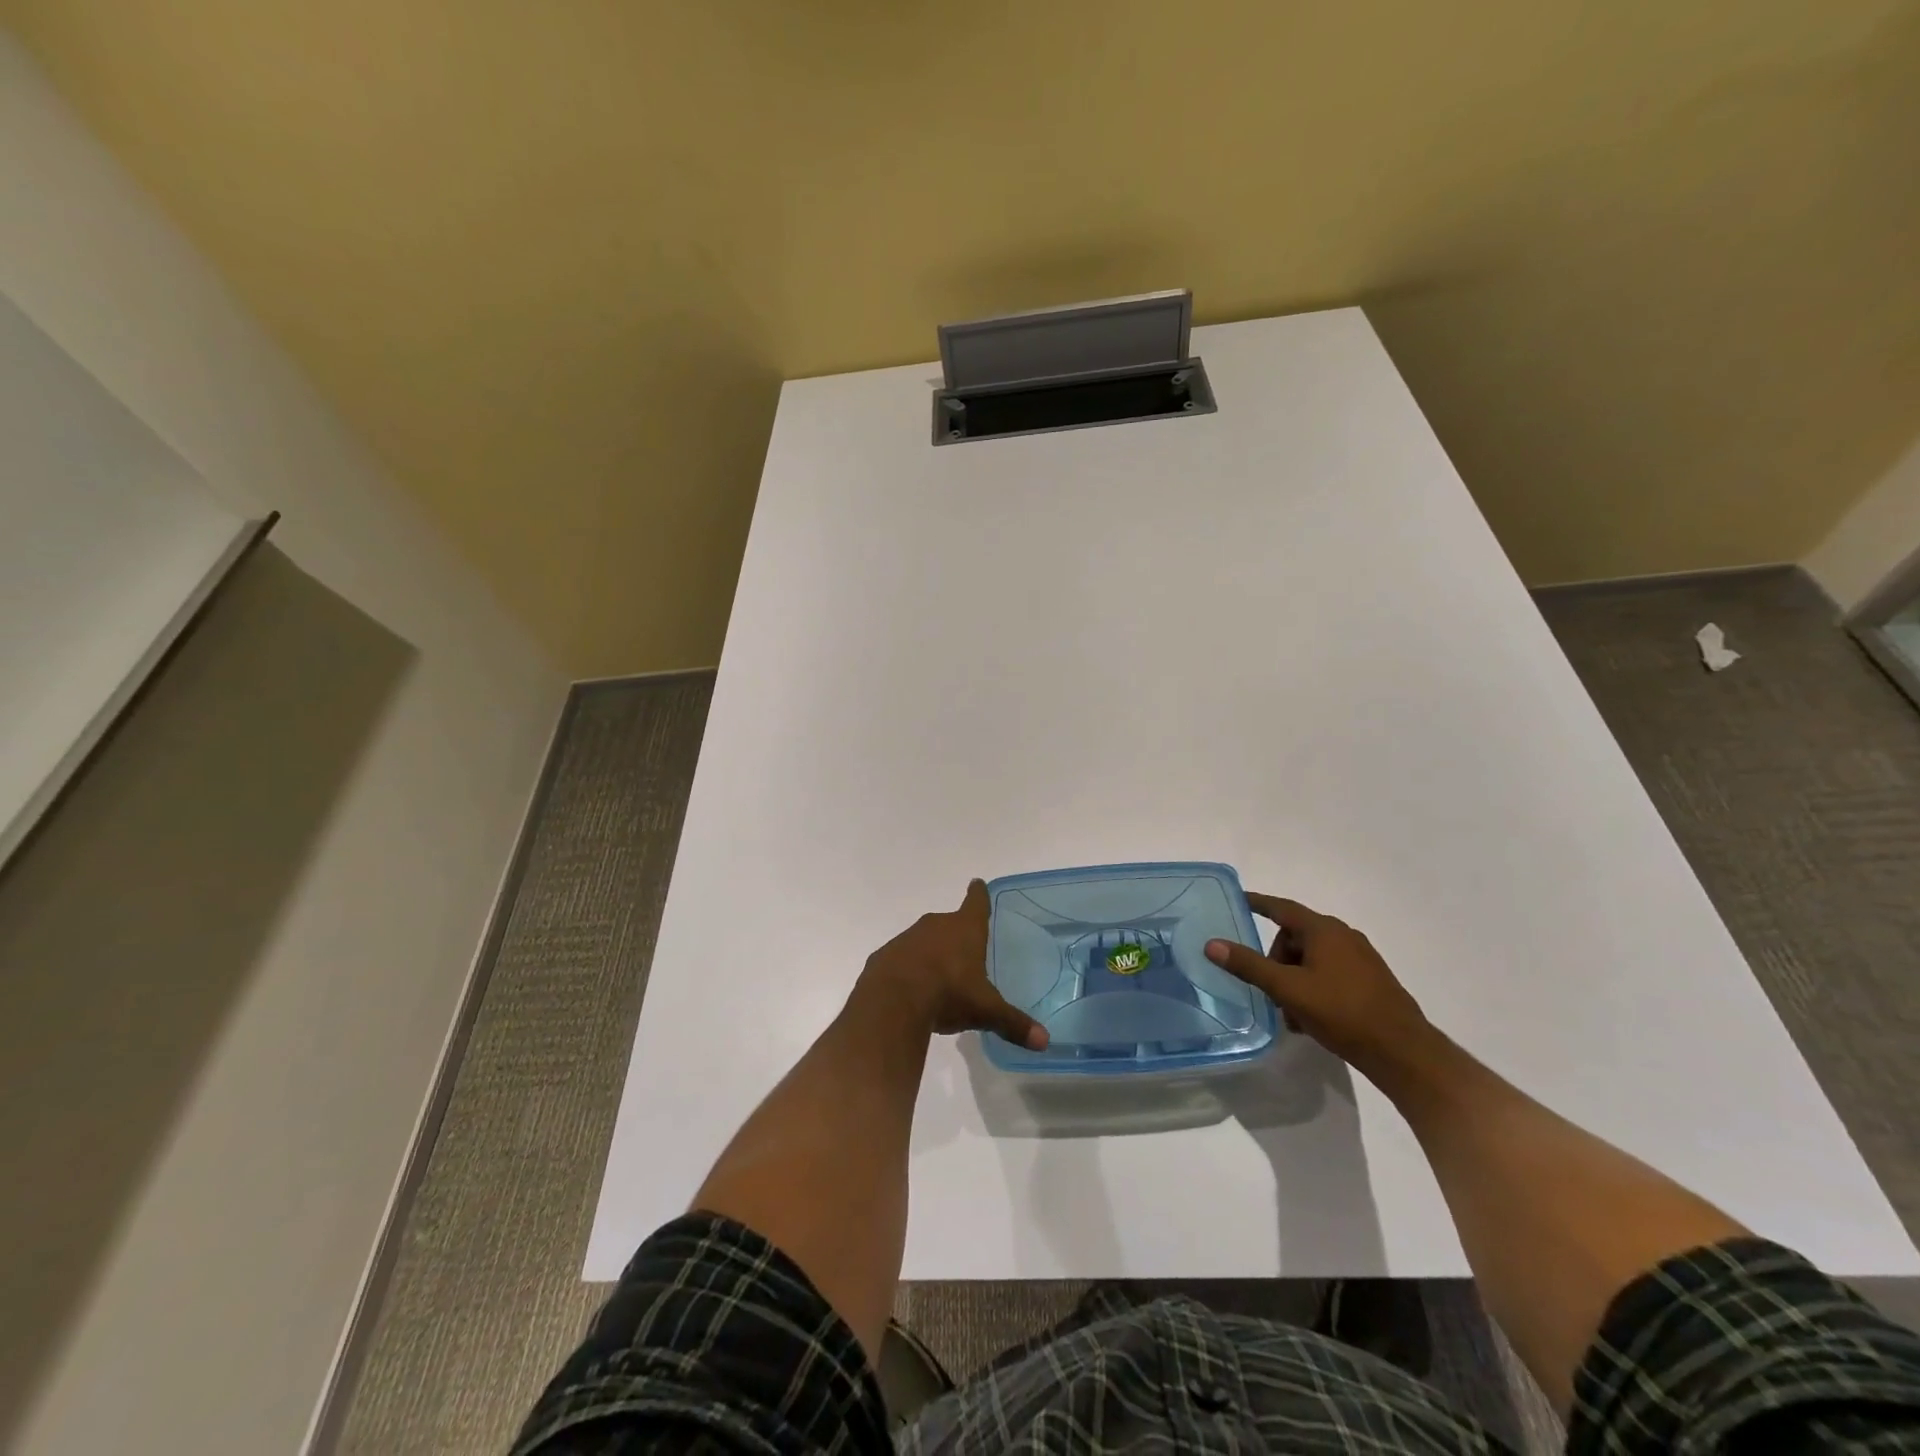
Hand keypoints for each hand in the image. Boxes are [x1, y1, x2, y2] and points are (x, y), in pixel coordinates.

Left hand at [859, 880, 1049, 1050]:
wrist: (891, 1002)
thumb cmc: (948, 994)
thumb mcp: (985, 1011)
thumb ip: (1013, 1023)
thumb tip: (1044, 1041)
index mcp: (965, 929)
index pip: (976, 902)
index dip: (979, 894)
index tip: (977, 884)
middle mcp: (936, 925)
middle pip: (949, 922)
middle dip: (956, 934)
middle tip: (965, 953)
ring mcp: (907, 938)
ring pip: (924, 940)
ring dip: (930, 953)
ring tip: (939, 979)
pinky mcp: (884, 955)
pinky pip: (901, 959)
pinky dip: (907, 969)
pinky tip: (911, 992)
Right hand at [1205, 893, 1432, 1081]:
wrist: (1403, 1052)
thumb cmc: (1342, 1012)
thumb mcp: (1288, 989)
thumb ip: (1249, 965)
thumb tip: (1212, 944)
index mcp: (1324, 930)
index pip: (1281, 908)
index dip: (1258, 904)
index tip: (1238, 900)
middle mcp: (1343, 936)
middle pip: (1294, 937)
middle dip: (1275, 960)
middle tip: (1268, 990)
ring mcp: (1360, 959)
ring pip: (1311, 959)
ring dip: (1293, 979)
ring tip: (1289, 1012)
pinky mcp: (1370, 981)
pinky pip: (1329, 973)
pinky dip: (1312, 987)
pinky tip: (1309, 1019)